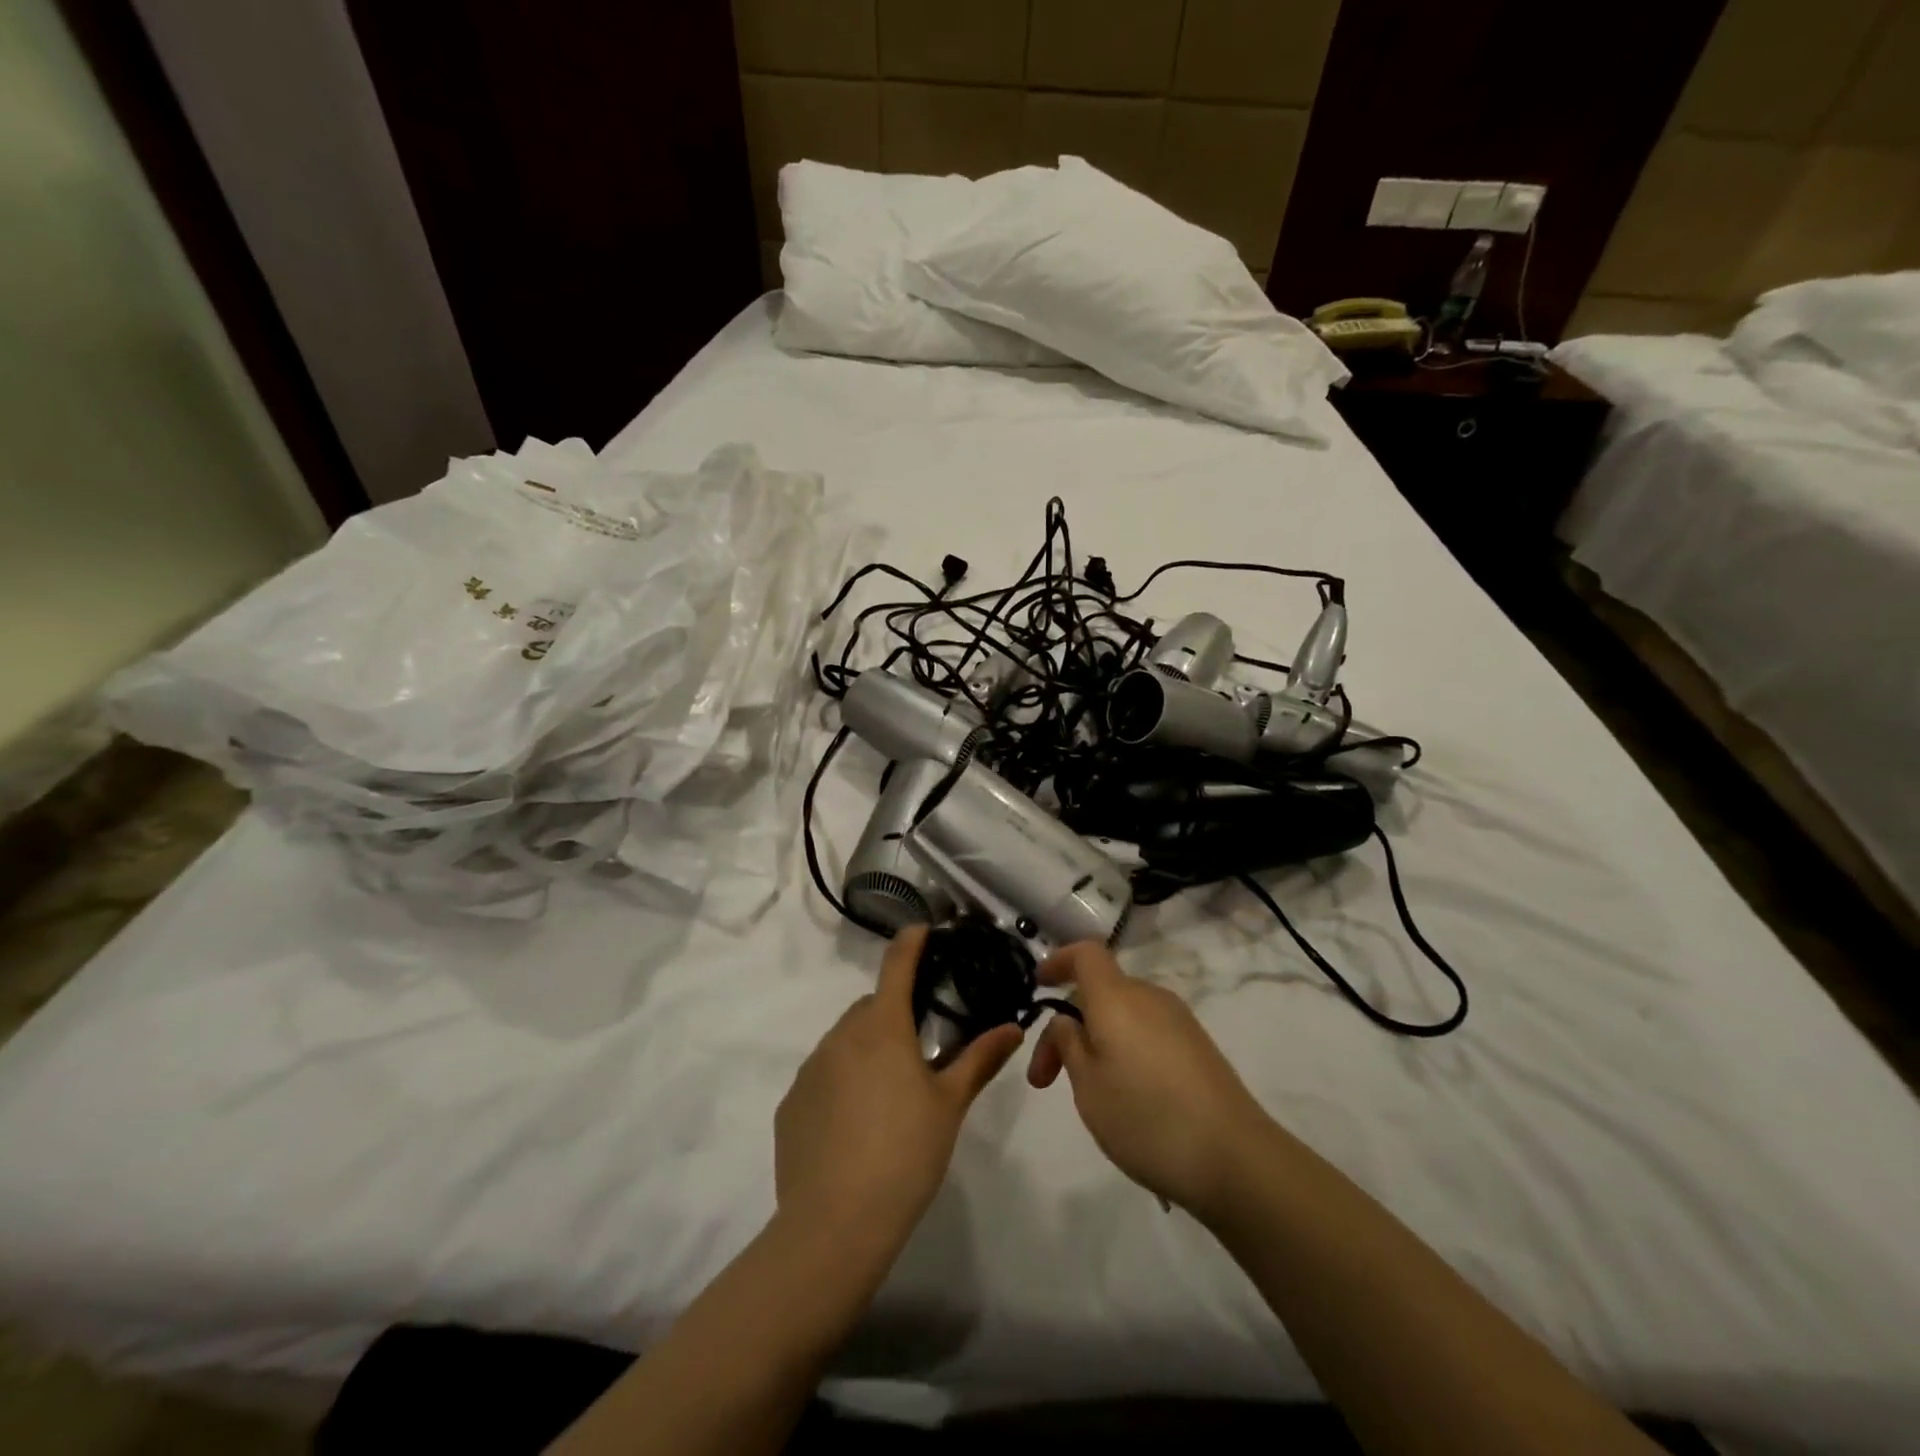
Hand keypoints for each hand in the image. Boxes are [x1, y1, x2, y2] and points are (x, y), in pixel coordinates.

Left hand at [774, 925, 1022, 1260]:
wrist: (835, 1223)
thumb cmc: (905, 1154)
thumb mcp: (950, 1105)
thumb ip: (980, 1060)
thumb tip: (1013, 1027)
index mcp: (883, 1027)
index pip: (897, 964)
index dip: (911, 942)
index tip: (922, 931)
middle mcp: (841, 1036)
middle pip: (871, 1007)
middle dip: (893, 1013)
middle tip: (918, 1048)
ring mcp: (810, 1069)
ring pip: (844, 1040)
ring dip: (866, 1049)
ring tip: (888, 1094)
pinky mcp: (791, 1104)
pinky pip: (822, 1075)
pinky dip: (840, 1082)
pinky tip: (855, 1124)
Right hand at [1027, 941, 1273, 1217]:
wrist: (1235, 1159)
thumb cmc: (1147, 1118)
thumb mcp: (1087, 1085)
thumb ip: (1068, 1043)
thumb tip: (1067, 1020)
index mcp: (1117, 996)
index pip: (1086, 953)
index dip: (1058, 961)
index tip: (1038, 986)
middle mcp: (1149, 997)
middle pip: (1100, 990)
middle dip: (1068, 1025)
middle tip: (1046, 1079)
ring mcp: (1179, 1021)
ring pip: (1123, 1015)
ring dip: (1095, 1041)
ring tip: (1086, 1094)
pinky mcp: (1198, 1048)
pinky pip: (1147, 1033)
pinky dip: (1124, 1051)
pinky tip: (1126, 1097)